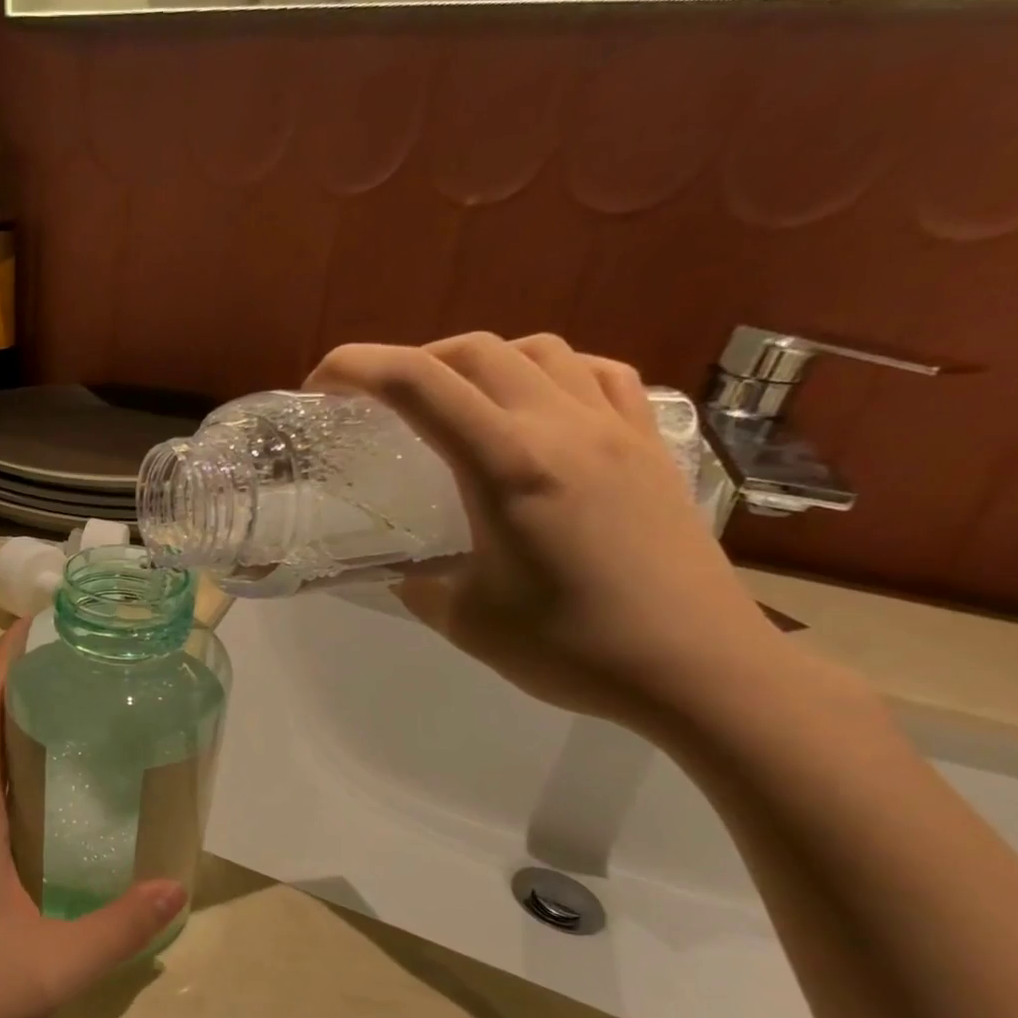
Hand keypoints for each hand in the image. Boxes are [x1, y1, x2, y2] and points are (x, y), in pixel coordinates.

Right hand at [305, 333, 796, 731]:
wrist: (698, 668)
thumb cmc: (572, 649)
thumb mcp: (465, 621)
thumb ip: (418, 583)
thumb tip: (397, 568)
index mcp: (506, 466)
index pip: (418, 384)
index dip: (356, 367)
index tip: (320, 386)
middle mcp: (561, 427)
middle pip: (473, 350)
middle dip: (410, 362)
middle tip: (378, 403)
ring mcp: (615, 428)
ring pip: (538, 350)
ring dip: (480, 361)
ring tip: (455, 403)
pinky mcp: (651, 444)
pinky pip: (598, 374)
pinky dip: (552, 373)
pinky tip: (538, 408)